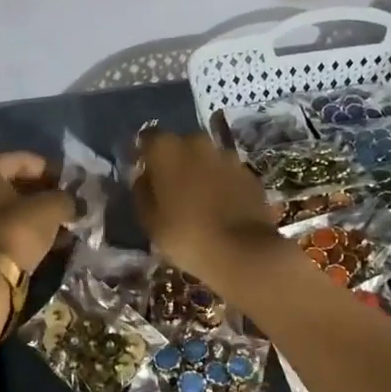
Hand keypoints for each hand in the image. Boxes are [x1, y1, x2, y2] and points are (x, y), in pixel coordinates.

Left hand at [0, 153, 73, 274]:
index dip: (51, 169)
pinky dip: (23, 231)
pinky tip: (48, 241)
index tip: (71, 183)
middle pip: (13, 184)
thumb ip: (65, 199)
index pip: (23, 160)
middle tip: (66, 203)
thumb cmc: (16, 229)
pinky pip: (2, 227)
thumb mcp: (51, 208)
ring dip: (35, 214)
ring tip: (62, 225)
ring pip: (8, 208)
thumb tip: (74, 203)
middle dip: (42, 193)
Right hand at [133, 130, 280, 283]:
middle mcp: (197, 142)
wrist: (242, 252)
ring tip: (198, 198)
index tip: (142, 172)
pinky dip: (222, 183)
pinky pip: (227, 172)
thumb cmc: (185, 235)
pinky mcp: (249, 173)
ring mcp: (227, 156)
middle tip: (170, 187)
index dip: (144, 154)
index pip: (147, 139)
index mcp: (167, 149)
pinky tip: (220, 205)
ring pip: (206, 157)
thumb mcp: (150, 220)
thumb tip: (143, 178)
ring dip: (200, 170)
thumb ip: (142, 192)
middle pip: (180, 145)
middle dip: (174, 161)